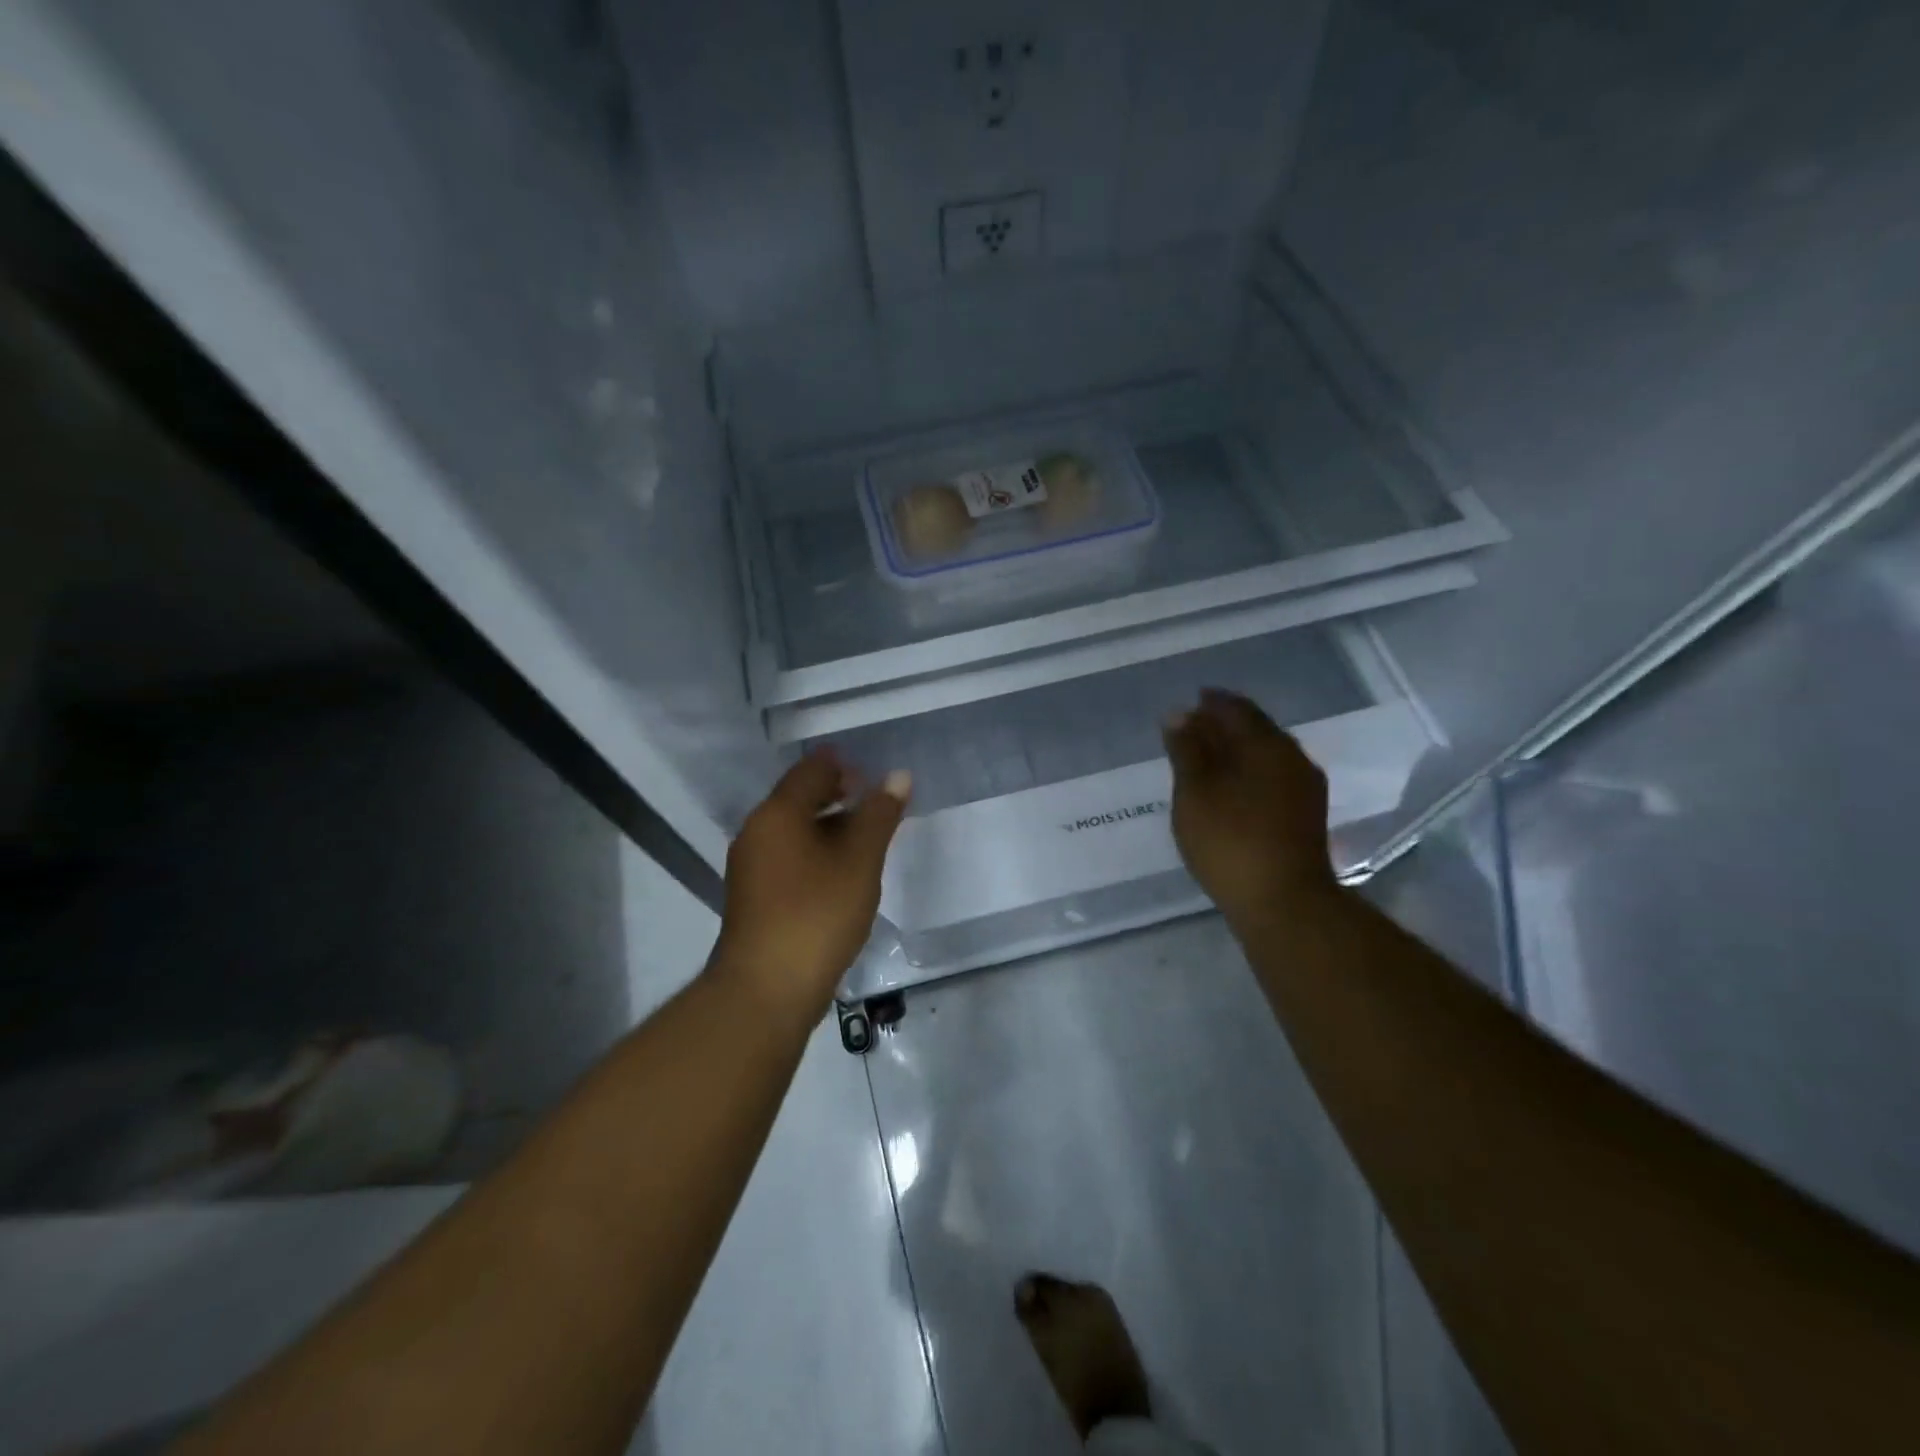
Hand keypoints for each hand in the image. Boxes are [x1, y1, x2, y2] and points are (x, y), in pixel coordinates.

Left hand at [711, 749, 910, 1021]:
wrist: (765, 990)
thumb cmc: (816, 914)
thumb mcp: (859, 861)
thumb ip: (879, 815)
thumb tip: (898, 775)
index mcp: (777, 813)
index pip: (811, 769)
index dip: (845, 766)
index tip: (876, 778)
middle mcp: (757, 831)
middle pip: (799, 797)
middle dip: (838, 796)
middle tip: (877, 808)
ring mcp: (751, 866)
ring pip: (794, 829)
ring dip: (829, 826)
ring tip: (867, 842)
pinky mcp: (754, 896)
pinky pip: (788, 856)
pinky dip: (816, 853)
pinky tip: (842, 874)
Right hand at [1164, 689, 1338, 928]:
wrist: (1285, 904)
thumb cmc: (1231, 840)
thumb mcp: (1195, 792)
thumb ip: (1187, 750)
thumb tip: (1179, 714)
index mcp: (1267, 744)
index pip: (1237, 709)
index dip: (1211, 702)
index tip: (1191, 702)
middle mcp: (1293, 759)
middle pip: (1255, 730)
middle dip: (1224, 725)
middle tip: (1193, 729)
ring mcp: (1304, 790)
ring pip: (1266, 756)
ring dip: (1237, 751)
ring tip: (1206, 760)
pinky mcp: (1305, 818)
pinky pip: (1272, 779)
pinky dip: (1248, 774)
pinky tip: (1230, 790)